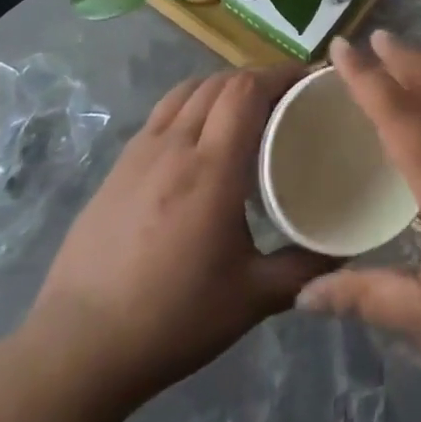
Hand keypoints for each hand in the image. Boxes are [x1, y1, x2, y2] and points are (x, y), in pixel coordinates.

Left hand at [27, 66, 333, 409]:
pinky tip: (200, 136)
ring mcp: (140, 152)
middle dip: (258, 77)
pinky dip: (193, 103)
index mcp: (212, 168)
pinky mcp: (117, 166)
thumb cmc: (171, 320)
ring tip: (246, 108)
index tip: (309, 79)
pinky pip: (163, 112)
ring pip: (188, 90)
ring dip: (223, 85)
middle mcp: (175, 145)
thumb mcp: (250, 300)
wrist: (76, 349)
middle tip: (287, 97)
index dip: (280, 73)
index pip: (247, 89)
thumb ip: (303, 270)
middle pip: (220, 81)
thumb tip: (344, 253)